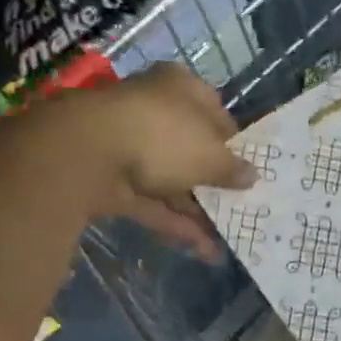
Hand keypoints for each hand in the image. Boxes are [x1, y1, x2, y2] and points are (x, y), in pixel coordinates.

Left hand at [32, 63, 255, 256]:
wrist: (89, 153)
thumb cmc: (164, 136)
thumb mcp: (212, 154)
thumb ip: (232, 168)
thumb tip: (251, 176)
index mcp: (181, 89)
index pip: (215, 111)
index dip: (233, 141)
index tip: (249, 167)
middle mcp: (155, 112)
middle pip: (191, 148)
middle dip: (214, 179)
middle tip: (241, 204)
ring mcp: (130, 148)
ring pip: (172, 180)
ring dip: (199, 209)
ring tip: (229, 237)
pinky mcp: (113, 183)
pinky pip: (153, 204)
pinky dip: (176, 225)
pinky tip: (205, 250)